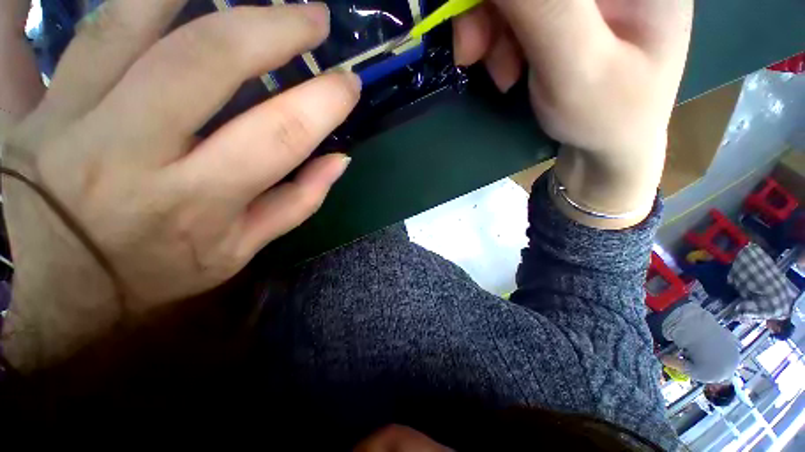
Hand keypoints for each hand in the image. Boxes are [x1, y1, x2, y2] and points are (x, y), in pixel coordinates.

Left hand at [1, 0, 359, 369]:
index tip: (348, 83)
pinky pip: (18, 34)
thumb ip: (298, 203)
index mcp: (201, 199)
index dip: (323, 102)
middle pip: (206, 61)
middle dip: (272, 27)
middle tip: (314, 16)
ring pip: (126, 24)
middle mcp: (134, 151)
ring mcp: (70, 118)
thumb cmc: (158, 271)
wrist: (62, 289)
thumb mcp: (242, 249)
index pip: (280, 135)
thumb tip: (339, 161)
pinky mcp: (27, 106)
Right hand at [454, 0, 692, 226]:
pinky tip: (509, 69)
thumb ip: (540, 7)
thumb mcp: (576, 67)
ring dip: (489, 29)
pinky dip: (498, 39)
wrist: (609, 145)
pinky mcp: (568, 8)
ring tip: (501, 74)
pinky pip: (513, 10)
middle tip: (472, 53)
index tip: (471, 14)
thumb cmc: (606, 116)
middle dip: (488, 8)